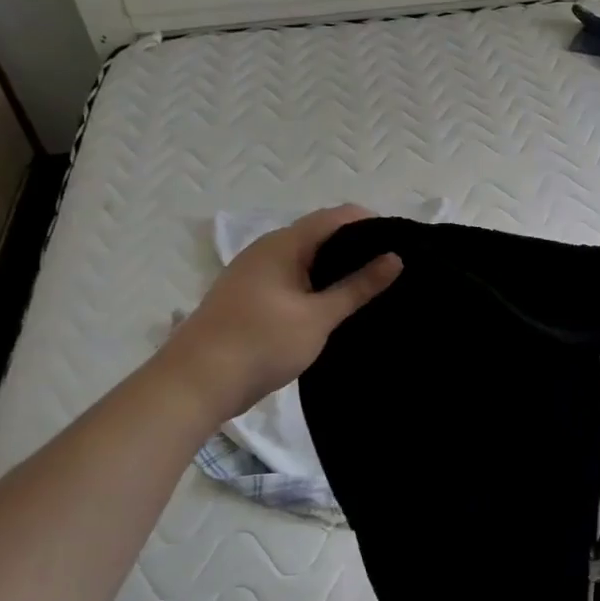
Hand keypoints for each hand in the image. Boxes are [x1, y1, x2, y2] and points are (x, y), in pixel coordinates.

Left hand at [161, 206, 401, 420]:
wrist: (197, 383)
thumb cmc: (262, 343)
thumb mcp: (318, 317)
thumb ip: (358, 287)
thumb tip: (396, 258)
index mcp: (284, 244)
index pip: (336, 217)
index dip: (371, 223)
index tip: (402, 243)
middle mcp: (268, 249)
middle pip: (321, 235)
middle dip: (357, 247)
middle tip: (393, 268)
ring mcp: (256, 273)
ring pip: (306, 259)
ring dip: (337, 269)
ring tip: (372, 287)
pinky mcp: (251, 297)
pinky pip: (293, 278)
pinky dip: (317, 285)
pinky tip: (336, 306)